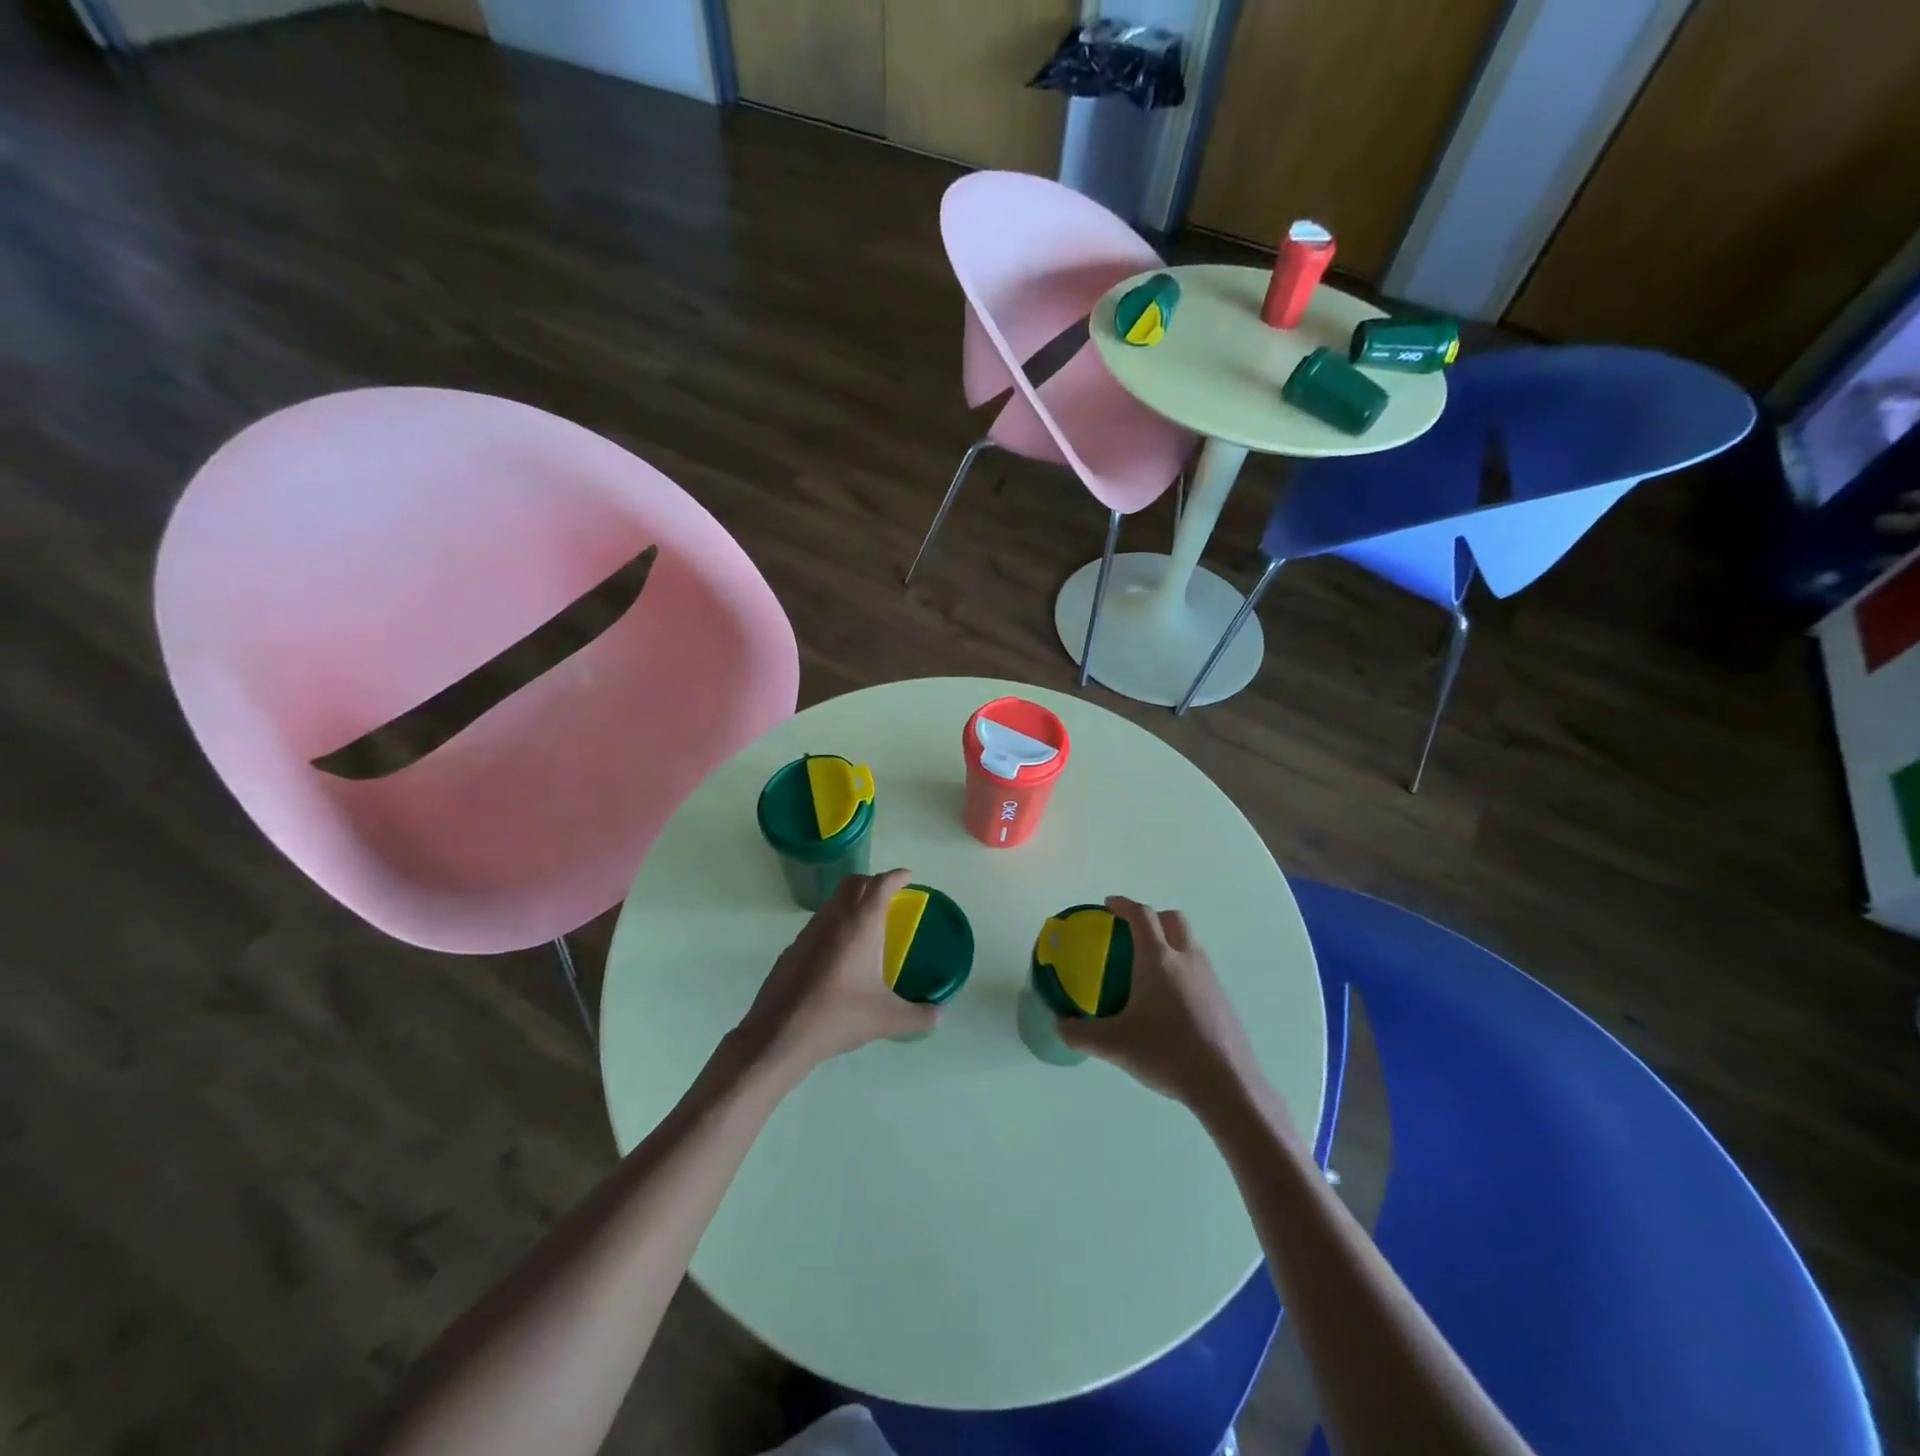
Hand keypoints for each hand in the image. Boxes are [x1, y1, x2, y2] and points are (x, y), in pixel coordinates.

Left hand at [734, 869, 937, 1080]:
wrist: (779, 1035)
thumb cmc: (838, 1016)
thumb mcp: (887, 1019)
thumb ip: (920, 1017)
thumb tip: (939, 1015)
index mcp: (861, 925)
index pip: (881, 884)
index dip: (896, 876)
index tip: (908, 877)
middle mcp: (834, 918)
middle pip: (854, 883)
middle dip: (873, 882)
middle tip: (889, 896)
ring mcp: (809, 932)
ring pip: (833, 901)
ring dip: (851, 901)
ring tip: (867, 924)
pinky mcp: (793, 949)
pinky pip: (819, 923)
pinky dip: (834, 924)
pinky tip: (840, 954)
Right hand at [1058, 896, 1265, 1109]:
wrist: (1226, 1083)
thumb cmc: (1166, 1052)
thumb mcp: (1114, 1045)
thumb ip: (1080, 1034)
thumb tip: (1059, 1026)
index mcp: (1158, 959)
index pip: (1141, 915)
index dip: (1124, 904)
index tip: (1109, 904)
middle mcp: (1186, 958)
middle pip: (1173, 919)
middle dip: (1152, 917)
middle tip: (1132, 932)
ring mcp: (1210, 977)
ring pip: (1189, 942)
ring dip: (1170, 941)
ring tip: (1149, 968)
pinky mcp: (1223, 998)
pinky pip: (1199, 967)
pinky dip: (1182, 967)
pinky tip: (1170, 1000)